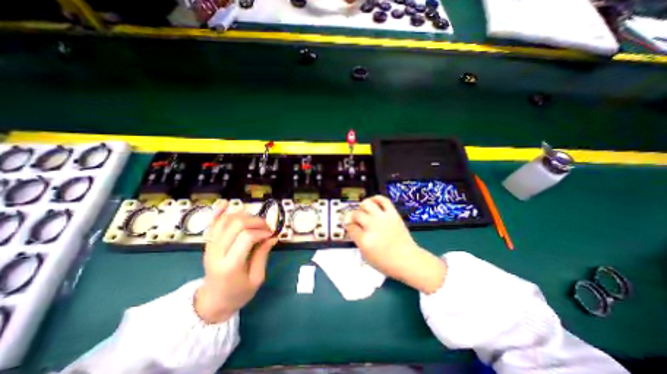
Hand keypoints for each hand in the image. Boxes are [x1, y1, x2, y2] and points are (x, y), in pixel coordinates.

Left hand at [194, 202, 277, 323]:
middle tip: (266, 227)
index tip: (271, 234)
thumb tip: (273, 237)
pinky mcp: (208, 243)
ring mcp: (210, 247)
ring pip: (226, 221)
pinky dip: (220, 212)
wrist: (212, 301)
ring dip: (244, 216)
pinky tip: (226, 204)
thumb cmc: (238, 293)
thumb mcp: (257, 278)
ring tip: (255, 222)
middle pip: (236, 225)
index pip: (246, 237)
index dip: (261, 231)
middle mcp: (217, 253)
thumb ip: (263, 255)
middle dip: (255, 221)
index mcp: (230, 265)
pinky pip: (213, 224)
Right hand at [343, 195, 446, 292]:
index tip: (350, 227)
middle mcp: (372, 226)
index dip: (349, 227)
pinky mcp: (393, 214)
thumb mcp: (366, 257)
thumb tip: (354, 230)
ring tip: (363, 210)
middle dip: (353, 217)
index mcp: (364, 240)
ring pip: (366, 204)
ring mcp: (382, 218)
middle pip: (356, 214)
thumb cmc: (387, 263)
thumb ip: (358, 241)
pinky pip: (383, 200)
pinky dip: (376, 198)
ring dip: (362, 206)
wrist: (408, 260)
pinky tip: (373, 202)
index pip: (350, 227)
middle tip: (355, 219)